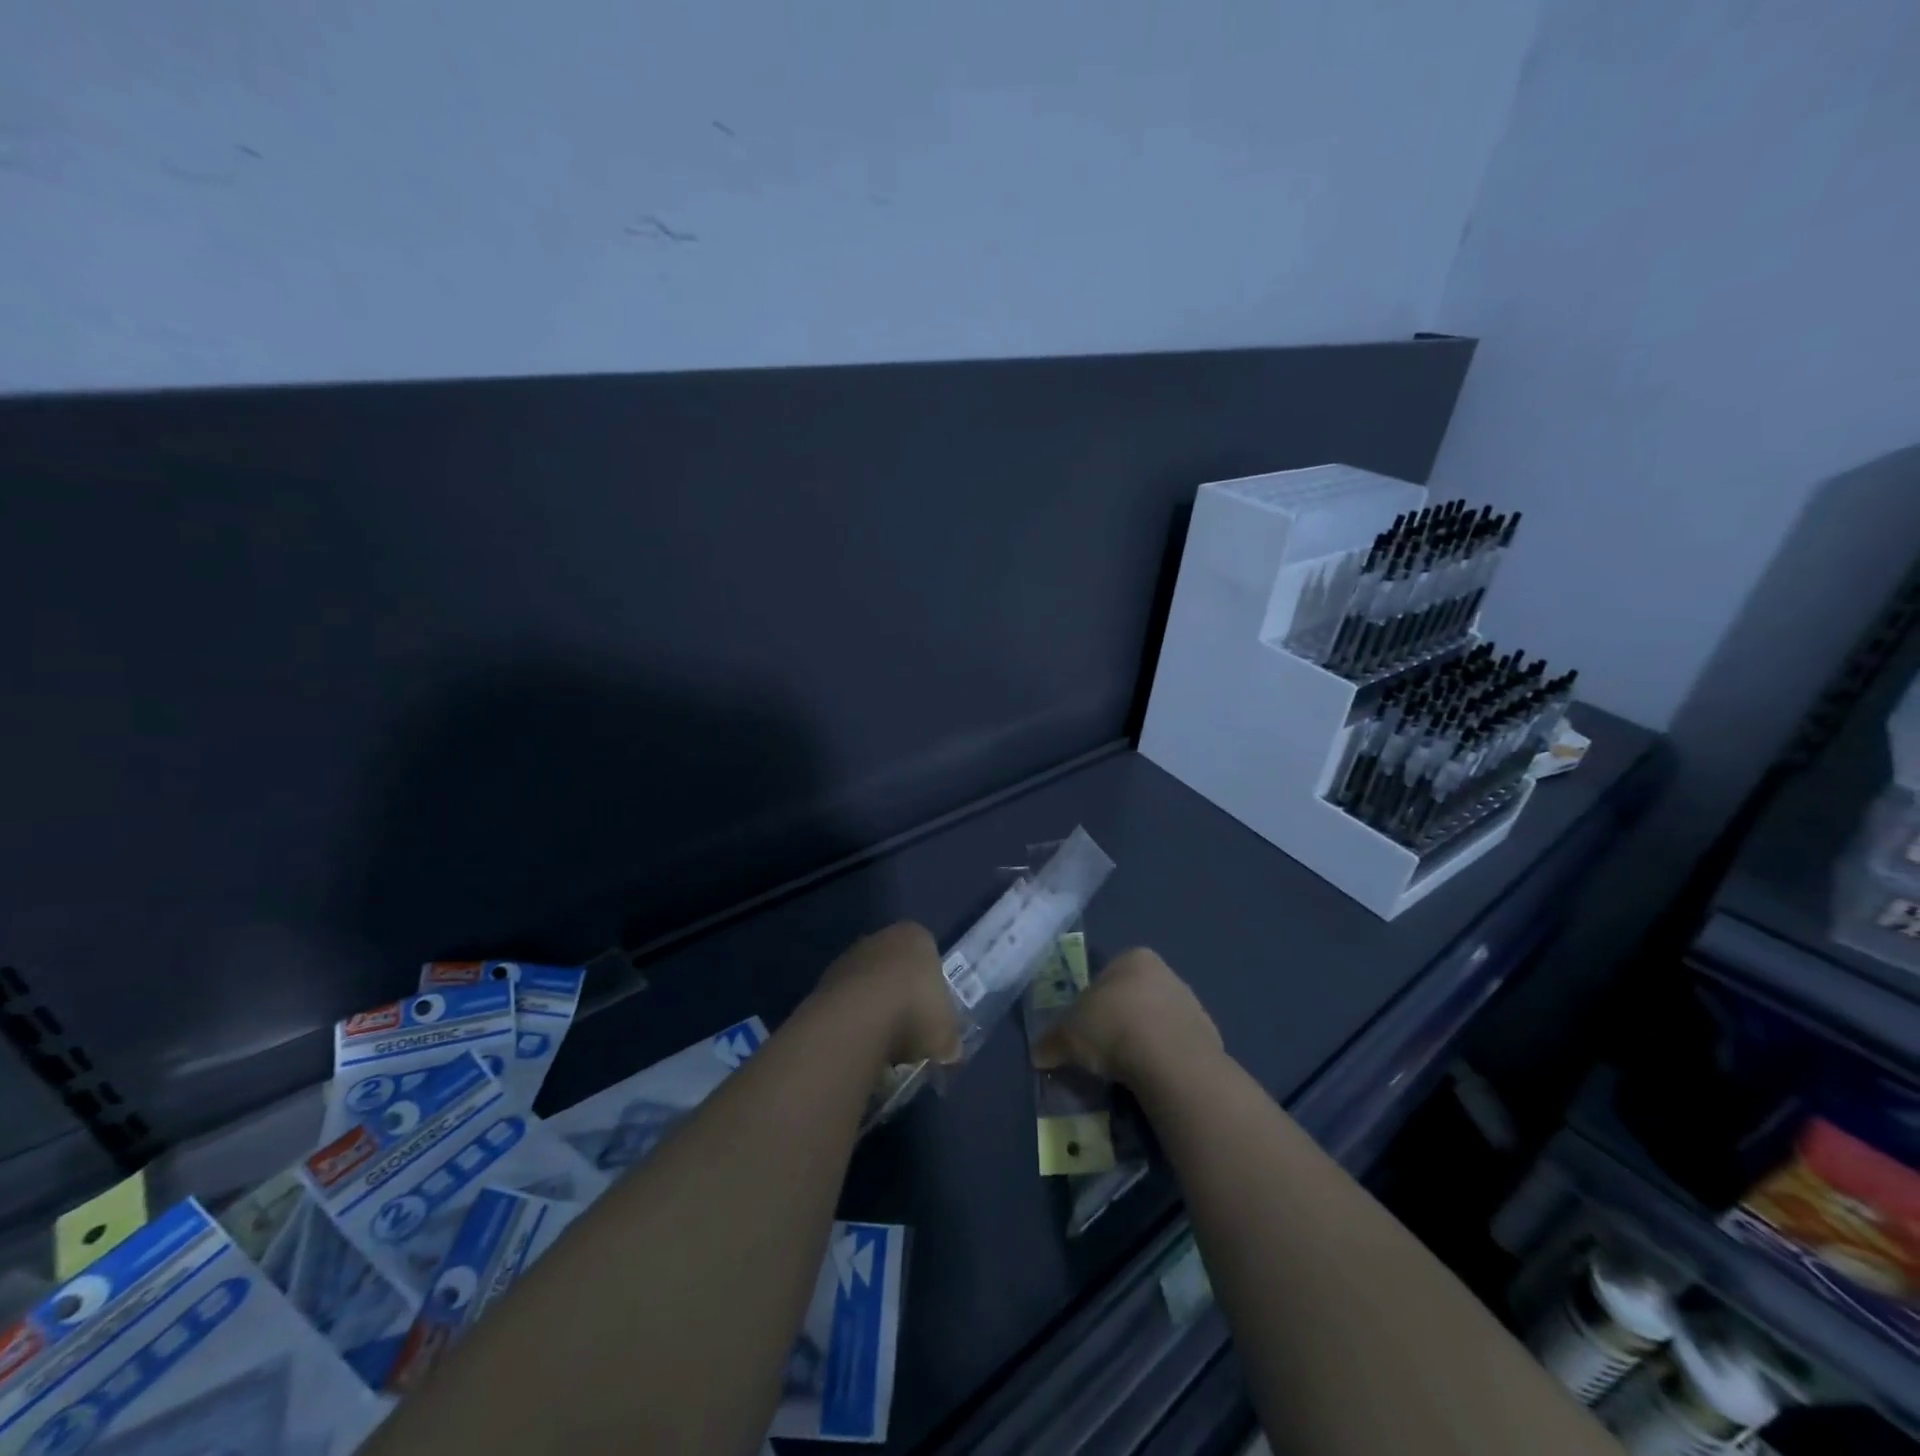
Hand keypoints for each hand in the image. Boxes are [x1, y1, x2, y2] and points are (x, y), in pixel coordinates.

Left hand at [815, 921, 962, 1067]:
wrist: (856, 1019)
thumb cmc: (914, 1012)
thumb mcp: (947, 1034)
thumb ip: (949, 1040)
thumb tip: (949, 1053)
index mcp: (916, 937)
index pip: (929, 957)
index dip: (931, 990)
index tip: (932, 1017)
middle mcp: (880, 938)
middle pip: (896, 969)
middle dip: (901, 998)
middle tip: (909, 1032)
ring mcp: (848, 958)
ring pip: (869, 986)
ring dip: (874, 1011)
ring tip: (882, 1046)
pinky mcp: (823, 981)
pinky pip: (846, 1003)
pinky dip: (853, 1021)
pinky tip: (859, 1045)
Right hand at [1032, 947, 1221, 1087]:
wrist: (1171, 1061)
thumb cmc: (1113, 1026)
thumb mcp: (1069, 1033)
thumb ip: (1053, 1040)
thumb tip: (1038, 1054)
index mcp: (1134, 958)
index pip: (1106, 976)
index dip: (1091, 1004)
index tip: (1084, 1030)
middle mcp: (1166, 973)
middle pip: (1133, 997)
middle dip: (1118, 1021)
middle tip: (1102, 1051)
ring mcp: (1191, 1004)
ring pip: (1156, 1022)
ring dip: (1141, 1041)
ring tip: (1126, 1070)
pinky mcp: (1209, 1037)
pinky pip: (1175, 1047)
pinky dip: (1162, 1060)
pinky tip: (1150, 1078)